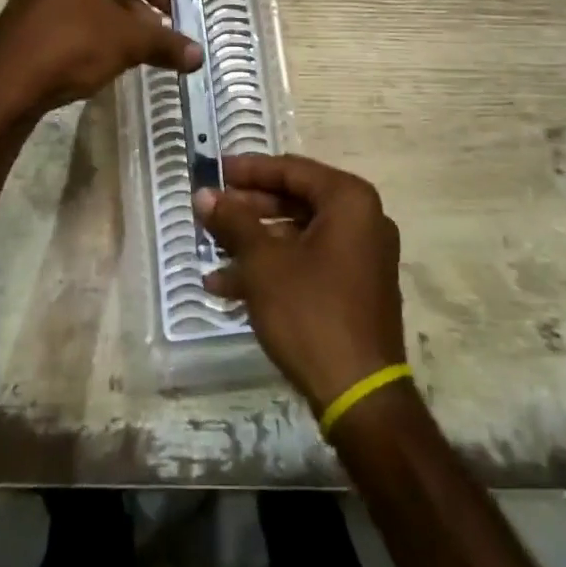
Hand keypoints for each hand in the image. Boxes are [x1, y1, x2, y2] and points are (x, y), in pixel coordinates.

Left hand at [0, 0, 201, 126]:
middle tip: (176, 11)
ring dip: (131, 4)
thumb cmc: (71, 44)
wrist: (5, 84)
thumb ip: (166, 43)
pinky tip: (126, 41)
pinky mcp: (35, 4)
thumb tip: (198, 58)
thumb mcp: (127, 40)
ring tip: (156, 31)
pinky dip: (108, 13)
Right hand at [196, 154, 406, 413]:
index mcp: (349, 200)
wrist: (360, 396)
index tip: (215, 171)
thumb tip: (203, 194)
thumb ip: (233, 222)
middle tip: (210, 210)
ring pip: (298, 236)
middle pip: (295, 201)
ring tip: (211, 252)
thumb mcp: (263, 263)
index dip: (249, 170)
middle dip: (248, 209)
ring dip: (254, 243)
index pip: (291, 169)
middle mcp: (363, 220)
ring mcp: (362, 257)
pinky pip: (309, 263)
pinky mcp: (356, 289)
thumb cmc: (311, 312)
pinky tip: (228, 287)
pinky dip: (274, 268)